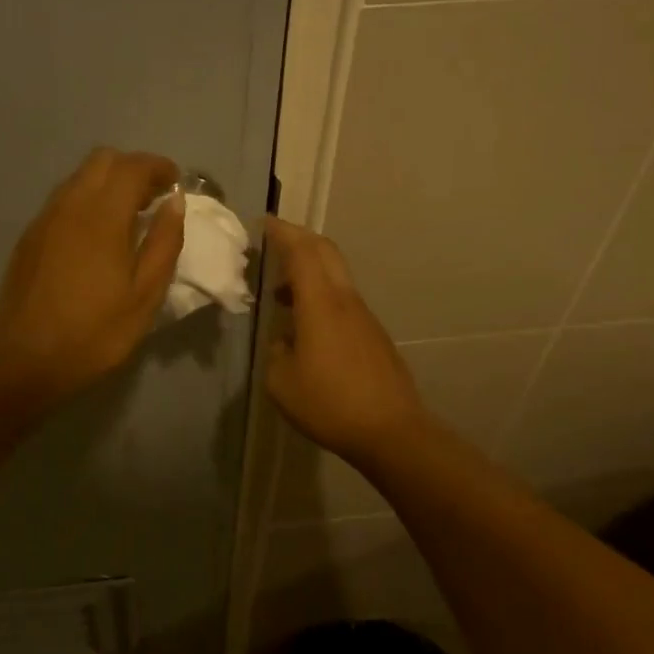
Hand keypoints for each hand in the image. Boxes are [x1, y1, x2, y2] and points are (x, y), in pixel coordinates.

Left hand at [0, 149, 184, 401]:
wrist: (27, 360)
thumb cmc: (95, 332)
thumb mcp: (145, 295)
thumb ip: (164, 243)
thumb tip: (175, 202)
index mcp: (102, 217)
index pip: (132, 166)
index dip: (158, 166)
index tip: (175, 182)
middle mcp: (69, 205)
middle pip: (102, 160)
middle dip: (132, 168)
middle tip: (153, 198)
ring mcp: (44, 219)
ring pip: (79, 178)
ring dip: (107, 183)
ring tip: (127, 217)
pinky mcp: (29, 236)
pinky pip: (62, 200)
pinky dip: (86, 201)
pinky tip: (96, 237)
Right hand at [264, 218, 427, 467]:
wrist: (391, 431)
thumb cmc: (330, 404)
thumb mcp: (282, 382)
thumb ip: (277, 351)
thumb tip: (286, 338)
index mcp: (320, 303)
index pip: (301, 251)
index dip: (282, 232)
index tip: (263, 223)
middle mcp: (345, 300)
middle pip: (325, 252)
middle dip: (299, 239)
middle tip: (273, 242)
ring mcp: (364, 316)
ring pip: (335, 275)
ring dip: (309, 270)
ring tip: (281, 291)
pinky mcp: (373, 334)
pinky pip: (343, 299)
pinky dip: (321, 294)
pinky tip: (306, 324)